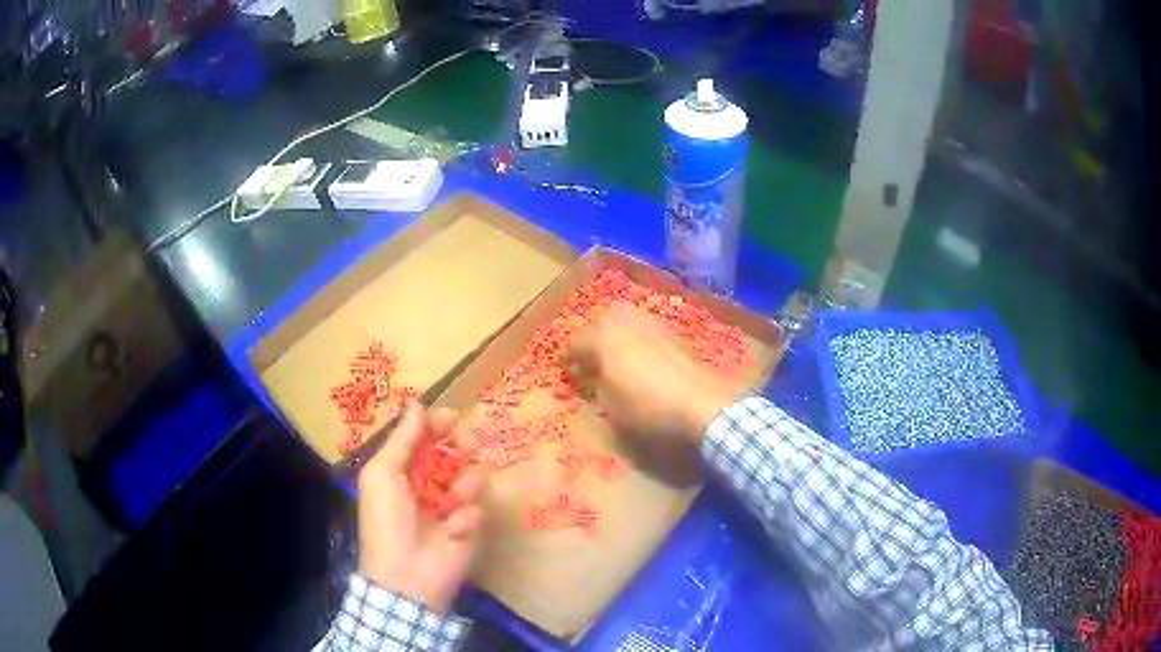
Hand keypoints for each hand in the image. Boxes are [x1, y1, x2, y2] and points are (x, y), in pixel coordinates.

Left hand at [357, 404, 485, 614]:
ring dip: (464, 485)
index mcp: (403, 469)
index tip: (450, 419)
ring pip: (474, 477)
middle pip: (455, 452)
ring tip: (452, 502)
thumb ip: (401, 439)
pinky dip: (465, 519)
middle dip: (460, 449)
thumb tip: (417, 404)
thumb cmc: (386, 521)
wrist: (407, 574)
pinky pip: (479, 509)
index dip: (437, 425)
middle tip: (460, 450)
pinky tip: (452, 532)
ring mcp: (453, 506)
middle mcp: (430, 483)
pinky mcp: (472, 527)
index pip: (425, 437)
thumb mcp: (382, 474)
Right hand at [566, 304, 741, 462]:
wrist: (700, 402)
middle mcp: (625, 319)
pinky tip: (644, 360)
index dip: (568, 359)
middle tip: (591, 361)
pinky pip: (646, 331)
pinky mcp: (675, 331)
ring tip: (618, 359)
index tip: (568, 372)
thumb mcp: (610, 403)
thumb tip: (594, 374)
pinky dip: (640, 341)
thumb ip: (597, 383)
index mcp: (601, 335)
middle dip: (593, 339)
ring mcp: (652, 321)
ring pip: (625, 322)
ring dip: (618, 337)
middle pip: (599, 323)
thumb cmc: (647, 406)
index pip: (574, 342)